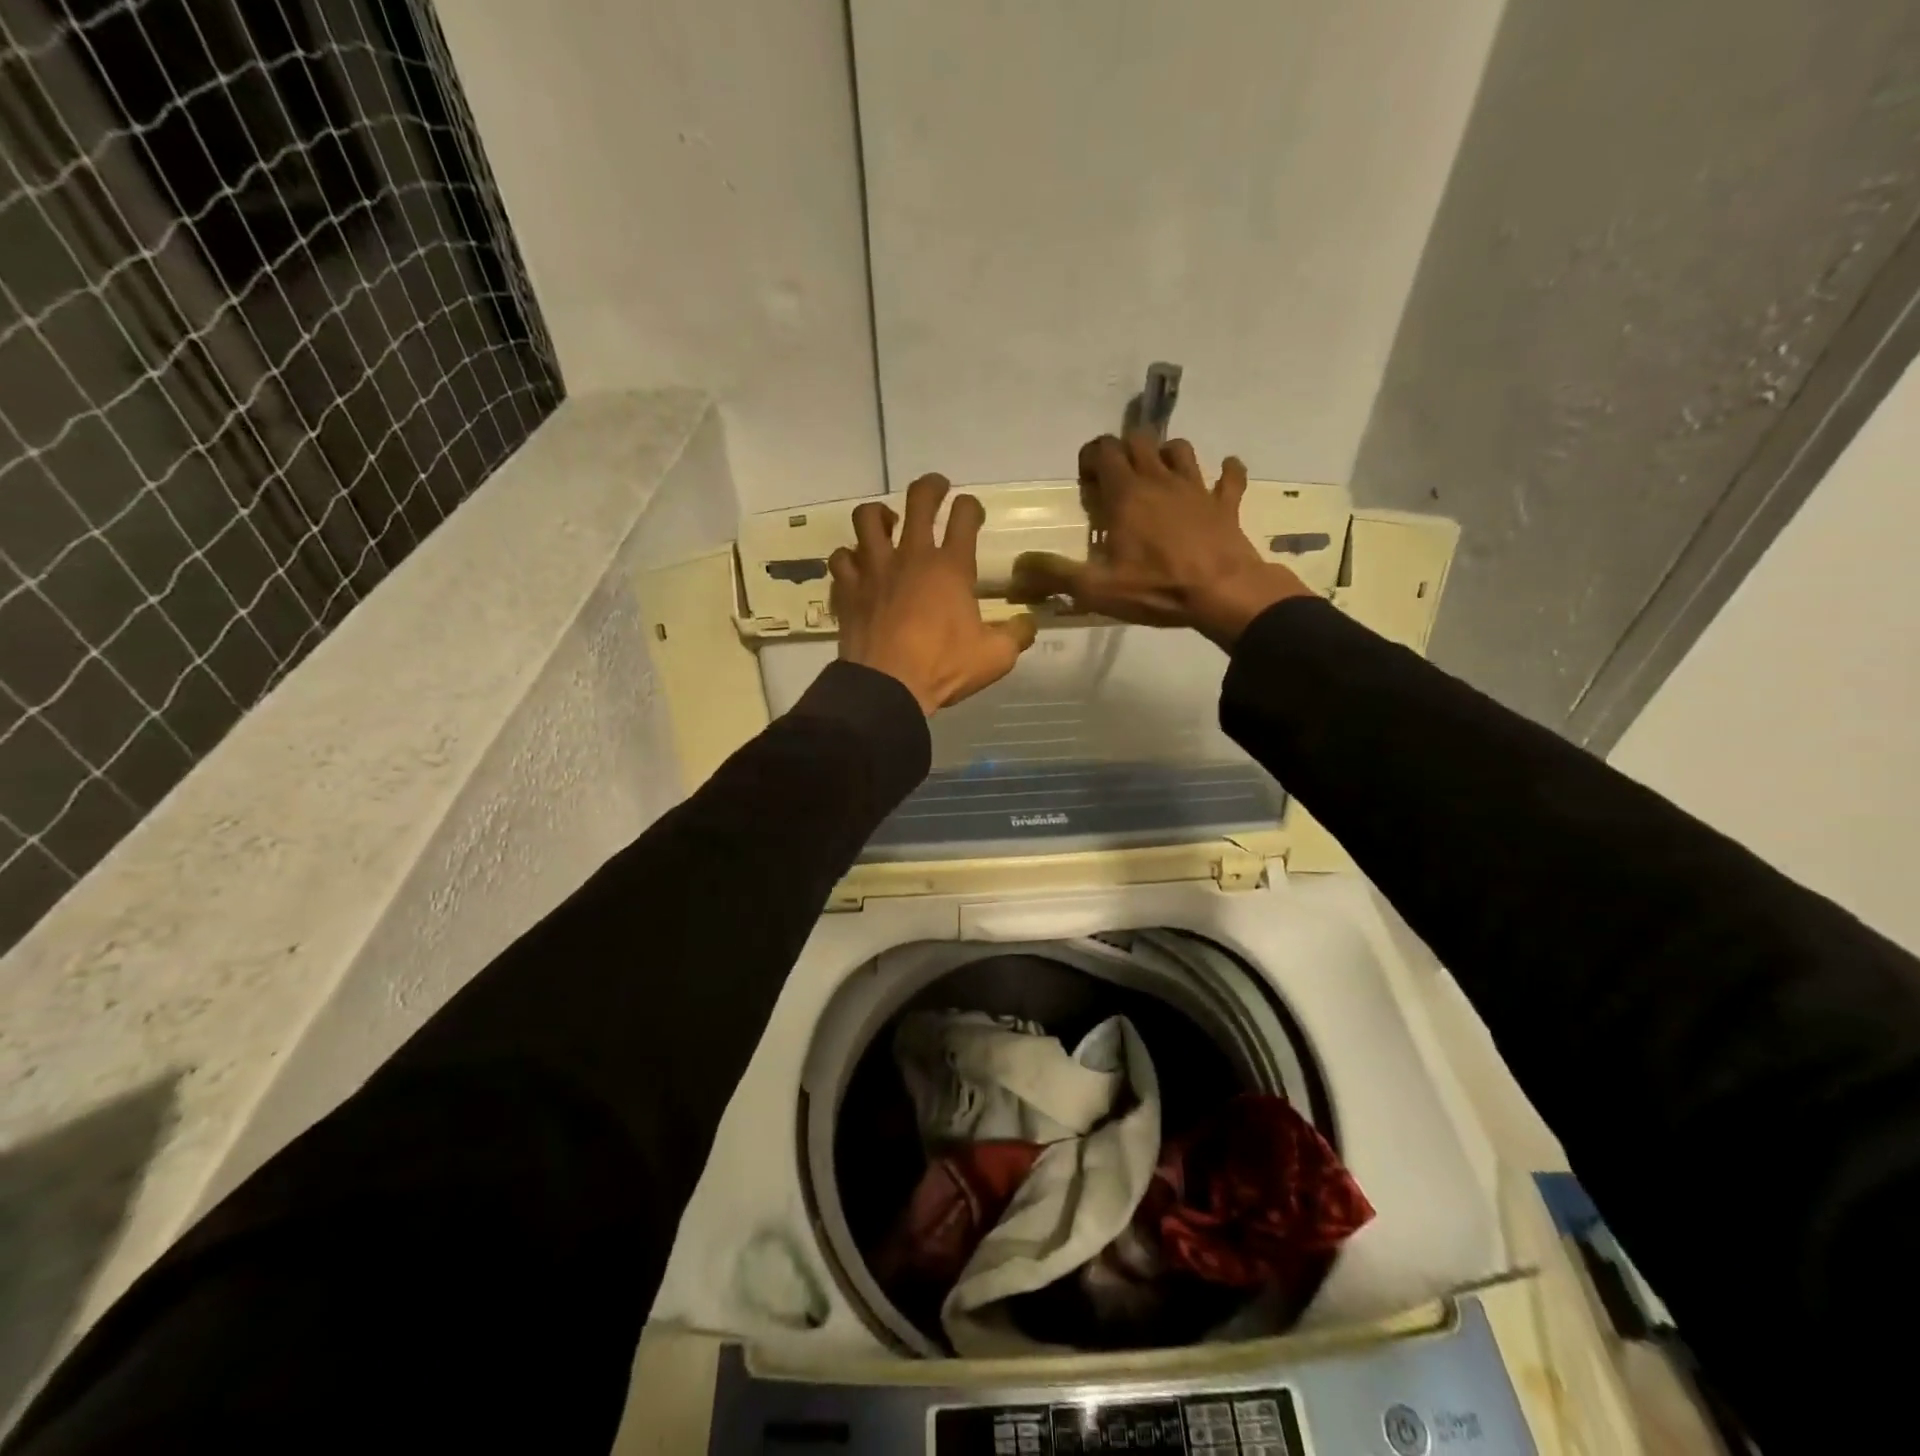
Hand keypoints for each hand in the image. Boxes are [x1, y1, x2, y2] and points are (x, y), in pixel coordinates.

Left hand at [831, 474, 1037, 714]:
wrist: (887, 686)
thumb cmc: (943, 667)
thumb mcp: (995, 657)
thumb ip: (1017, 635)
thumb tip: (1029, 623)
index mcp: (951, 567)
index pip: (965, 516)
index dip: (971, 506)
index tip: (973, 511)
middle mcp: (912, 556)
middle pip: (918, 500)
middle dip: (930, 487)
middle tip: (937, 489)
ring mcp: (875, 569)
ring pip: (868, 518)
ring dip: (879, 514)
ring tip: (888, 524)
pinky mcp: (849, 588)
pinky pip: (842, 558)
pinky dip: (849, 557)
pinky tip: (857, 566)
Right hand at [1010, 433, 1311, 647]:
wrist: (1223, 593)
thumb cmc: (1156, 588)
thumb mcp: (1096, 588)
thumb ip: (1054, 574)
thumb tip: (1018, 567)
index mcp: (1127, 495)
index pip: (1105, 451)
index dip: (1092, 456)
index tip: (1087, 479)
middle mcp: (1160, 480)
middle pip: (1140, 441)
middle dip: (1124, 451)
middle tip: (1116, 479)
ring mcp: (1197, 488)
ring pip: (1181, 450)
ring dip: (1166, 456)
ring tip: (1157, 477)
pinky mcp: (1226, 504)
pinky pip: (1230, 477)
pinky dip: (1226, 472)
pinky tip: (1222, 475)